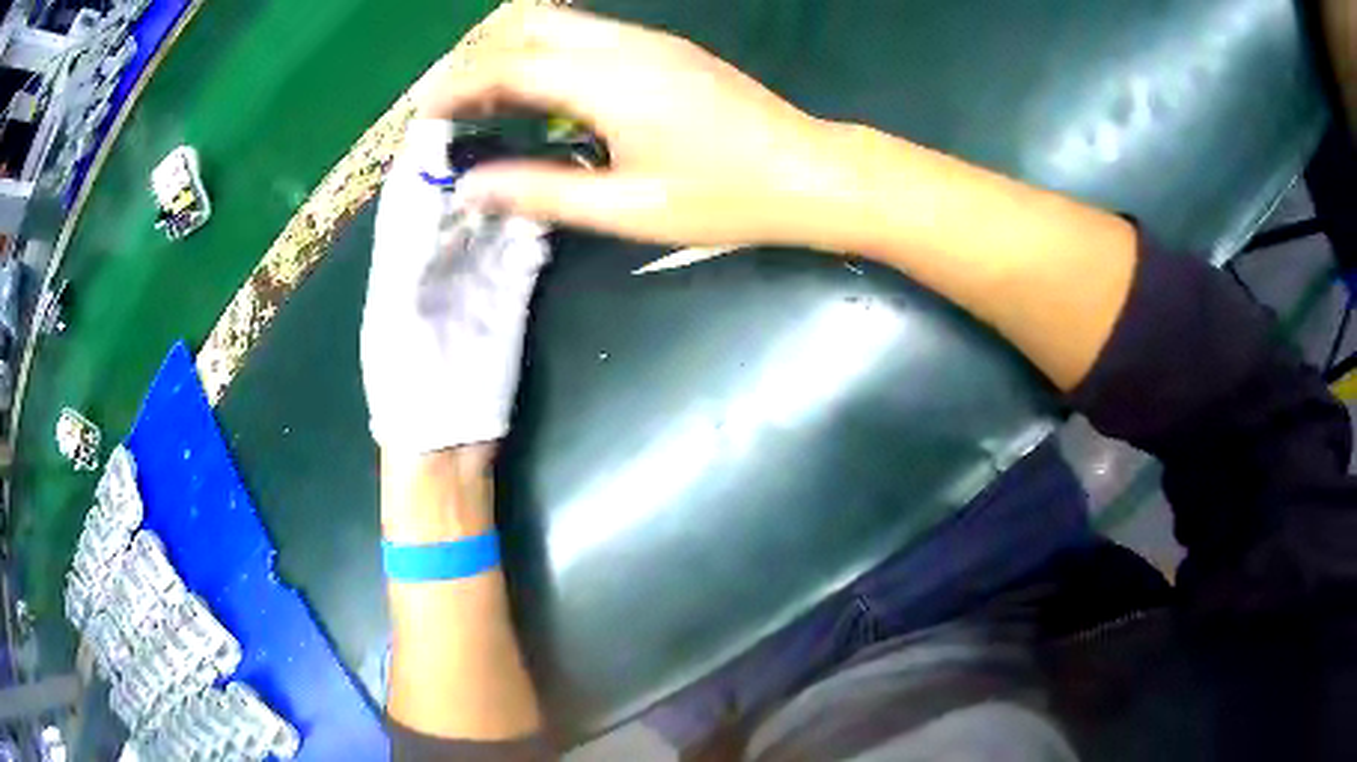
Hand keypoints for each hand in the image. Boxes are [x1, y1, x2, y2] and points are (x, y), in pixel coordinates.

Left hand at [361, 119, 548, 452]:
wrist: (444, 443)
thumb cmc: (409, 388)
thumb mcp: (395, 314)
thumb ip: (408, 248)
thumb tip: (422, 182)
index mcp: (400, 253)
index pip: (412, 182)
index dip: (430, 142)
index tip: (459, 100)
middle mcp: (437, 252)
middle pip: (458, 187)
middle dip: (481, 147)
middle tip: (515, 109)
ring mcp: (476, 270)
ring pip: (495, 210)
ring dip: (518, 177)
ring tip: (545, 139)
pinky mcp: (510, 292)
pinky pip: (525, 245)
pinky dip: (539, 219)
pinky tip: (559, 194)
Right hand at [415, 7, 843, 247]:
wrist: (809, 172)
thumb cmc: (724, 198)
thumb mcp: (626, 209)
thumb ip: (541, 191)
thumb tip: (472, 186)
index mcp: (608, 80)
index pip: (507, 65)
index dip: (457, 87)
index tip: (424, 116)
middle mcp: (623, 45)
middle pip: (529, 28)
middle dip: (482, 62)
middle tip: (458, 111)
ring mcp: (649, 42)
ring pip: (559, 26)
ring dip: (516, 57)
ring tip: (493, 107)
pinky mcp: (666, 51)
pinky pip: (589, 37)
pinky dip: (551, 58)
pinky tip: (549, 98)